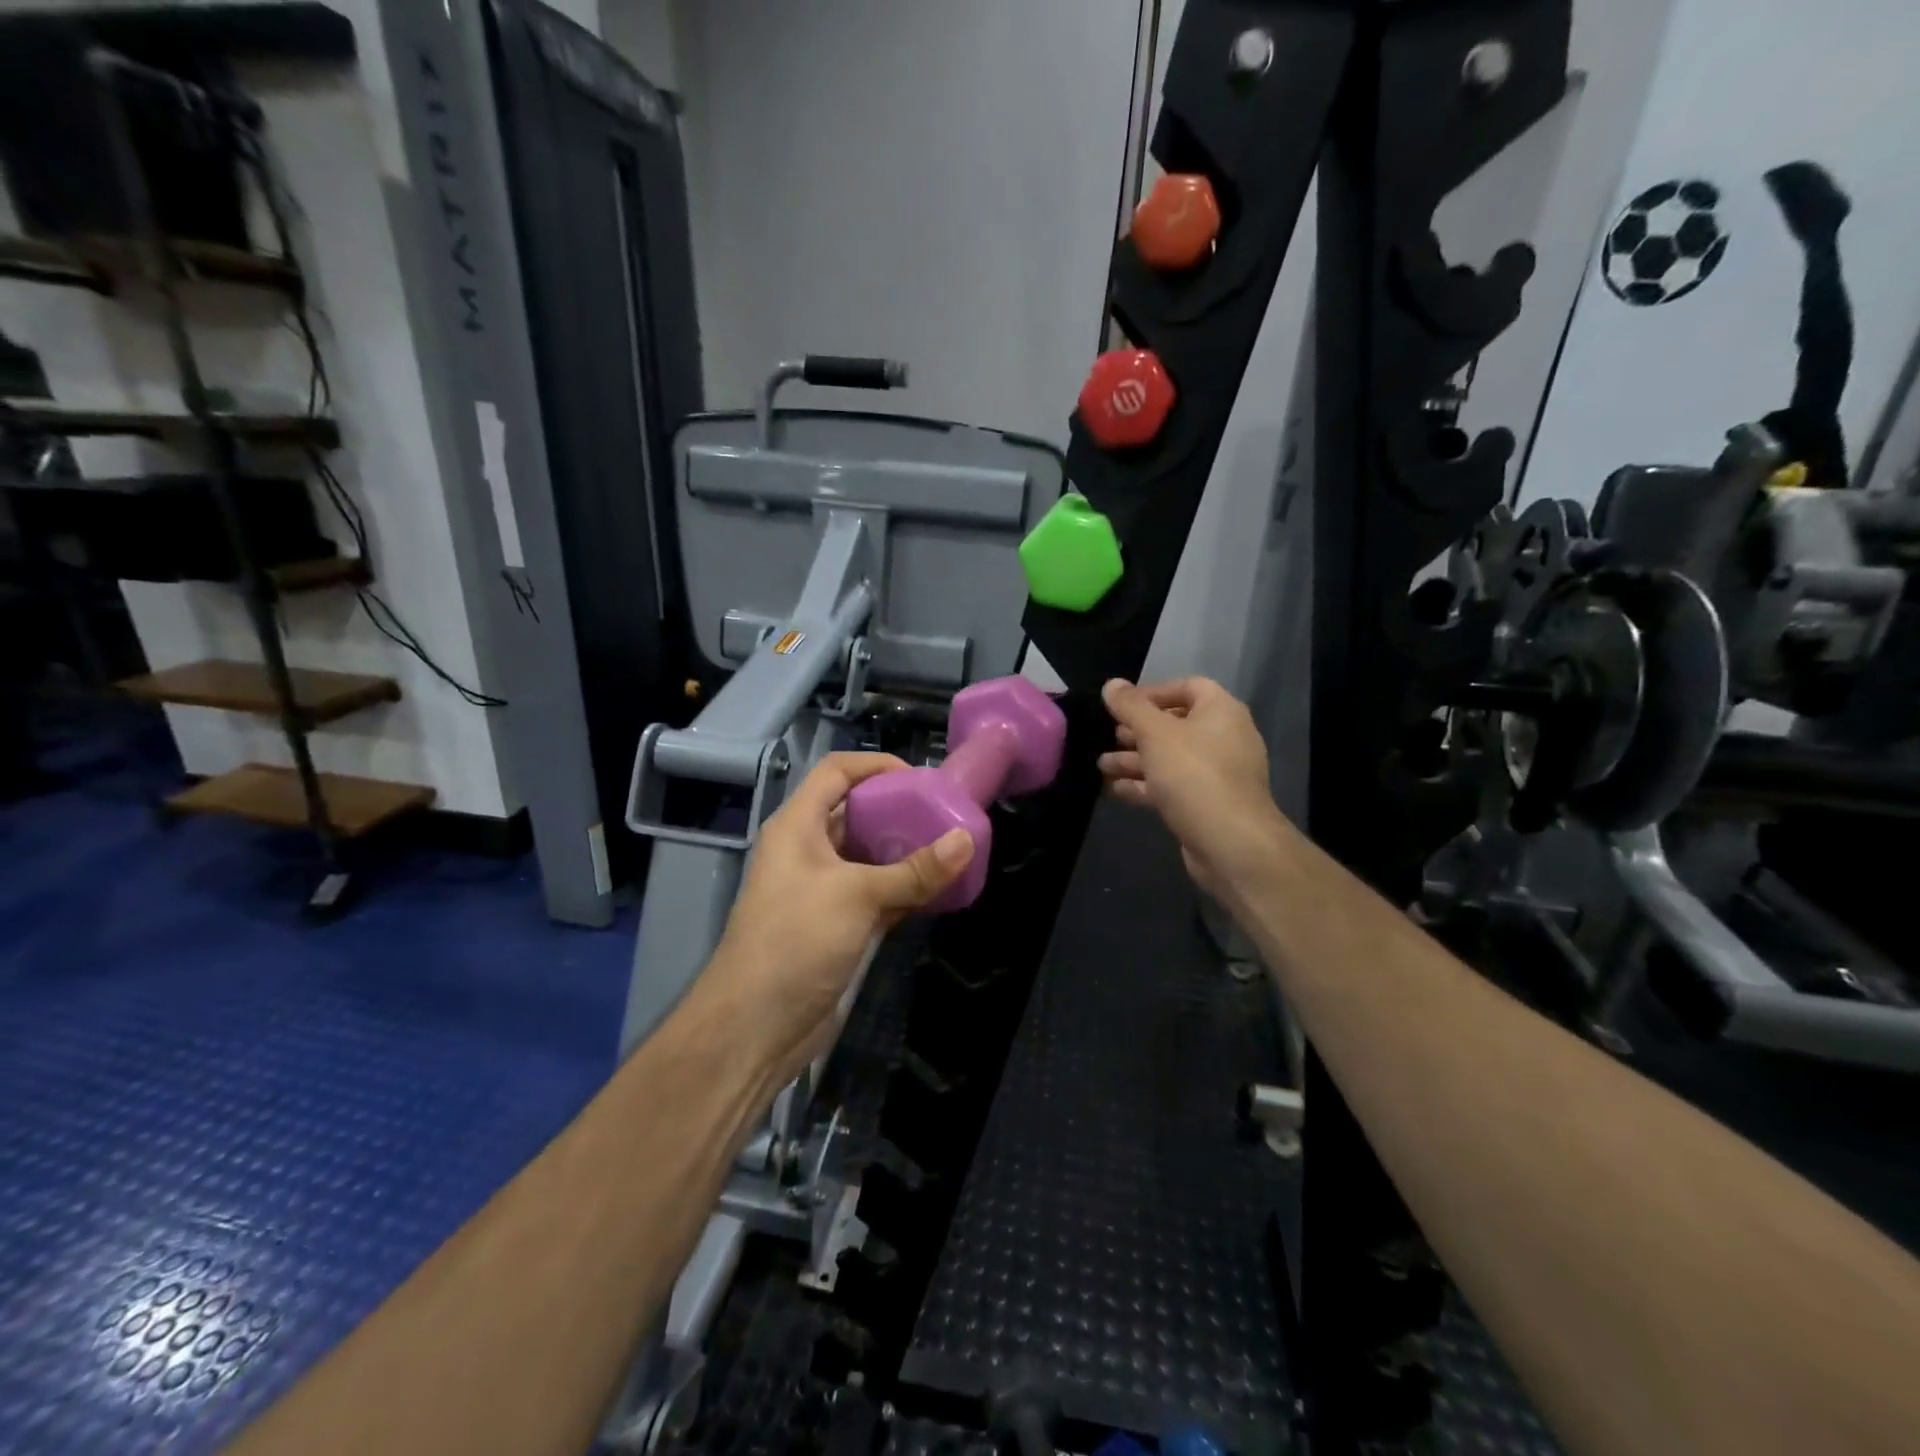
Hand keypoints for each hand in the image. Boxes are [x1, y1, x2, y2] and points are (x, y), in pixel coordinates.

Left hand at [704, 752, 972, 1087]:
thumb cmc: (796, 940)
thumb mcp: (857, 896)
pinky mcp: (836, 924)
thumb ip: (913, 870)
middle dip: (899, 810)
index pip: (836, 772)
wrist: (756, 1026)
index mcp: (797, 826)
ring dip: (905, 852)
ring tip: (950, 848)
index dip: (875, 766)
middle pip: (855, 813)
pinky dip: (904, 890)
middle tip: (945, 814)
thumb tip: (966, 840)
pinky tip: (940, 890)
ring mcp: (822, 889)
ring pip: (869, 856)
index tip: (921, 779)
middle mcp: (808, 850)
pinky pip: (876, 894)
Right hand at [1098, 677, 1284, 901]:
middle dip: (1137, 731)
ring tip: (1100, 765)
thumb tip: (1112, 684)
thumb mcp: (1155, 733)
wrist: (1230, 842)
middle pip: (1175, 725)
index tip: (1121, 706)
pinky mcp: (1206, 804)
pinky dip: (1144, 785)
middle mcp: (1223, 738)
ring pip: (1169, 759)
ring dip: (1135, 760)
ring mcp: (1216, 774)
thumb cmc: (1193, 774)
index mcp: (1220, 711)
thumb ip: (1131, 707)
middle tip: (1106, 736)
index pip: (1187, 687)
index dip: (1153, 693)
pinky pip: (1171, 786)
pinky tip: (1113, 789)